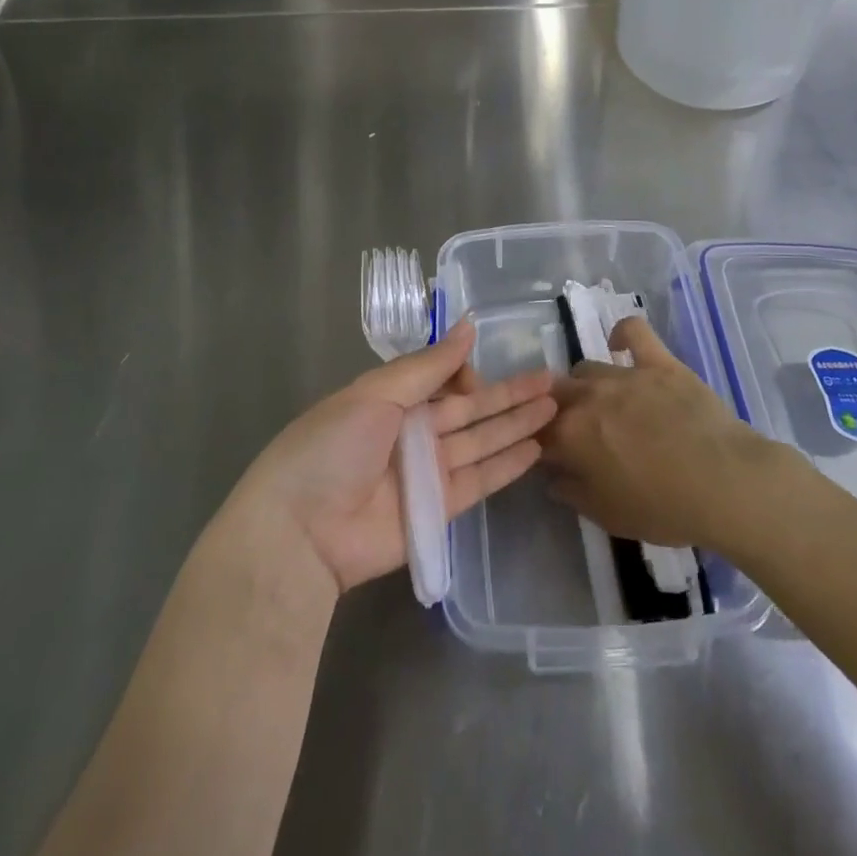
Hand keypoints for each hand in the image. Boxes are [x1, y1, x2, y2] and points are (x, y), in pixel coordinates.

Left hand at [232, 319, 555, 594]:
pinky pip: (479, 480)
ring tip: (554, 407)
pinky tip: (535, 448)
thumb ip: (429, 365)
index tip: (487, 370)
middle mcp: (412, 432)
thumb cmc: (333, 447)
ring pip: (481, 441)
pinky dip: (506, 465)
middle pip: (470, 409)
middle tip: (551, 380)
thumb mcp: (377, 393)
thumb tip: (468, 324)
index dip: (467, 372)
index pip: (441, 378)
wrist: (301, 531)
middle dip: (508, 394)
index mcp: (390, 400)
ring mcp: (427, 472)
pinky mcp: (438, 511)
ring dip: (516, 424)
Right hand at [540, 316, 777, 548]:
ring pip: (586, 368)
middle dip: (557, 411)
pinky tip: (620, 346)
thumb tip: (552, 478)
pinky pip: (632, 331)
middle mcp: (589, 396)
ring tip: (603, 403)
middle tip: (577, 433)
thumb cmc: (664, 508)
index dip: (541, 445)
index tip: (552, 458)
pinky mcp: (658, 361)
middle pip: (556, 394)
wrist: (725, 483)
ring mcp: (624, 373)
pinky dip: (622, 334)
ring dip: (585, 385)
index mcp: (571, 435)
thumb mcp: (608, 516)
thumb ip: (572, 493)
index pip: (538, 432)